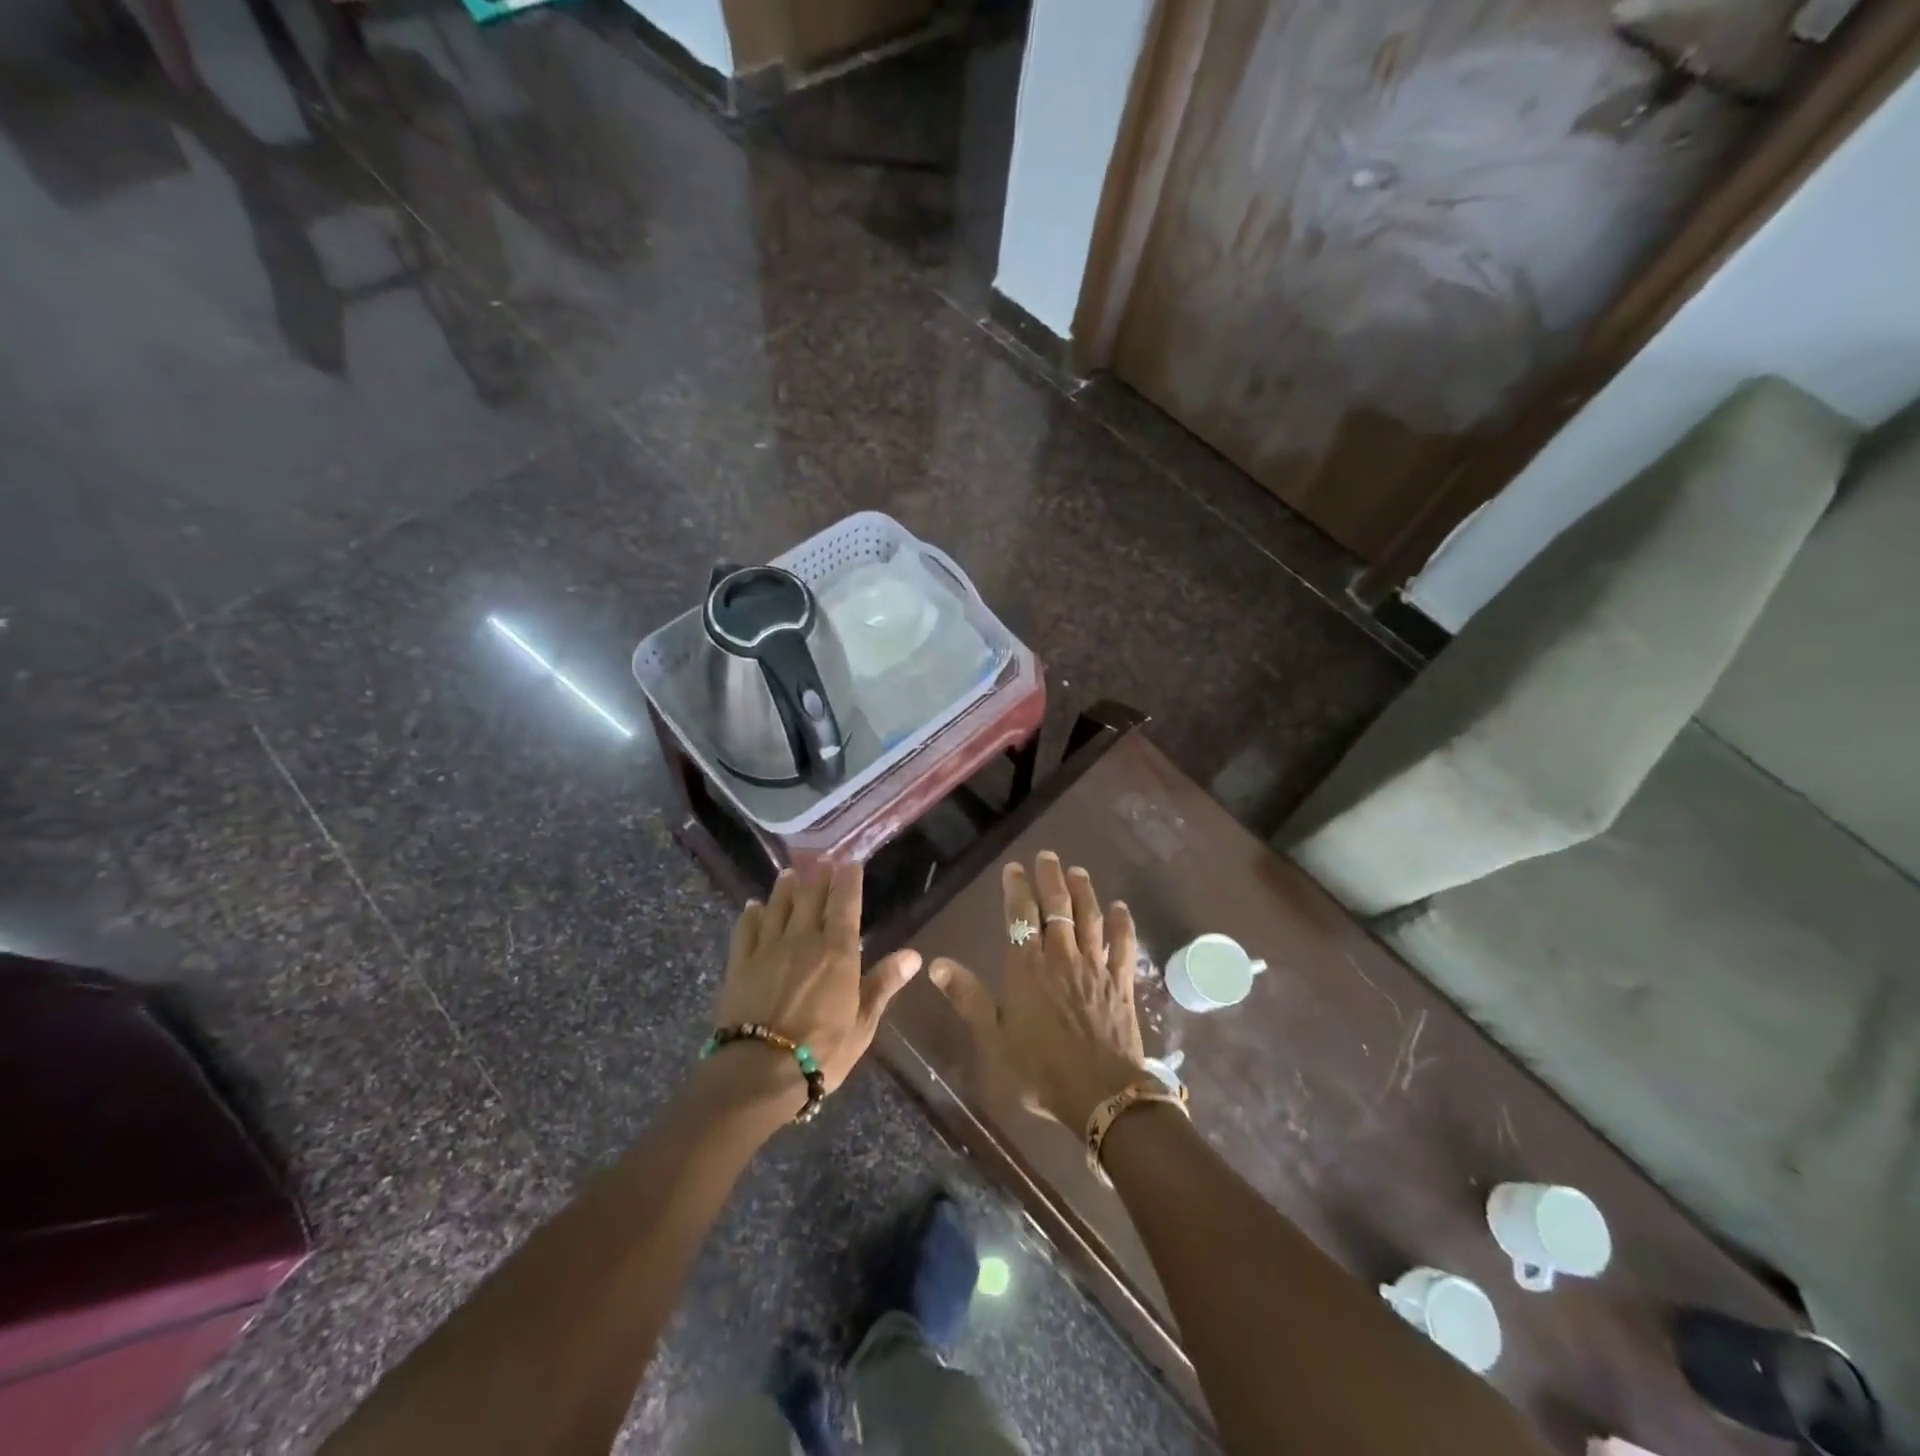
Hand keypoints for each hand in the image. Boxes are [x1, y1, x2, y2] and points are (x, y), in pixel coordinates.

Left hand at [713, 862, 920, 1097]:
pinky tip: (753, 906)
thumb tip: (913, 955)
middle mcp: (802, 940)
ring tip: (789, 874)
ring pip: (778, 907)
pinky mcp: (739, 964)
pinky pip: (746, 930)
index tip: (850, 862)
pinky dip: (751, 914)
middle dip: (819, 877)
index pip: (845, 904)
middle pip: (811, 898)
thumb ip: (884, 984)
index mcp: (837, 951)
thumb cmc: (822, 1051)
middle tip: (823, 861)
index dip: (848, 880)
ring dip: (785, 888)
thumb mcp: (863, 1023)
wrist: (758, 1072)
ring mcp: (767, 949)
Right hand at [928, 851, 1144, 1129]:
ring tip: (1077, 871)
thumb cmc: (1040, 1069)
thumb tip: (936, 963)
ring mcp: (1095, 967)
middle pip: (1058, 907)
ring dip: (1084, 891)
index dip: (1016, 889)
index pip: (1021, 917)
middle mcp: (1062, 957)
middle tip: (1047, 856)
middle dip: (1051, 878)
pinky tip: (1122, 907)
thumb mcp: (995, 1037)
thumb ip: (968, 997)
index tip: (1014, 868)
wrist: (1101, 1095)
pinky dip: (1123, 924)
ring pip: (1090, 918)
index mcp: (1028, 968)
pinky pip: (1124, 945)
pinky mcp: (1122, 982)